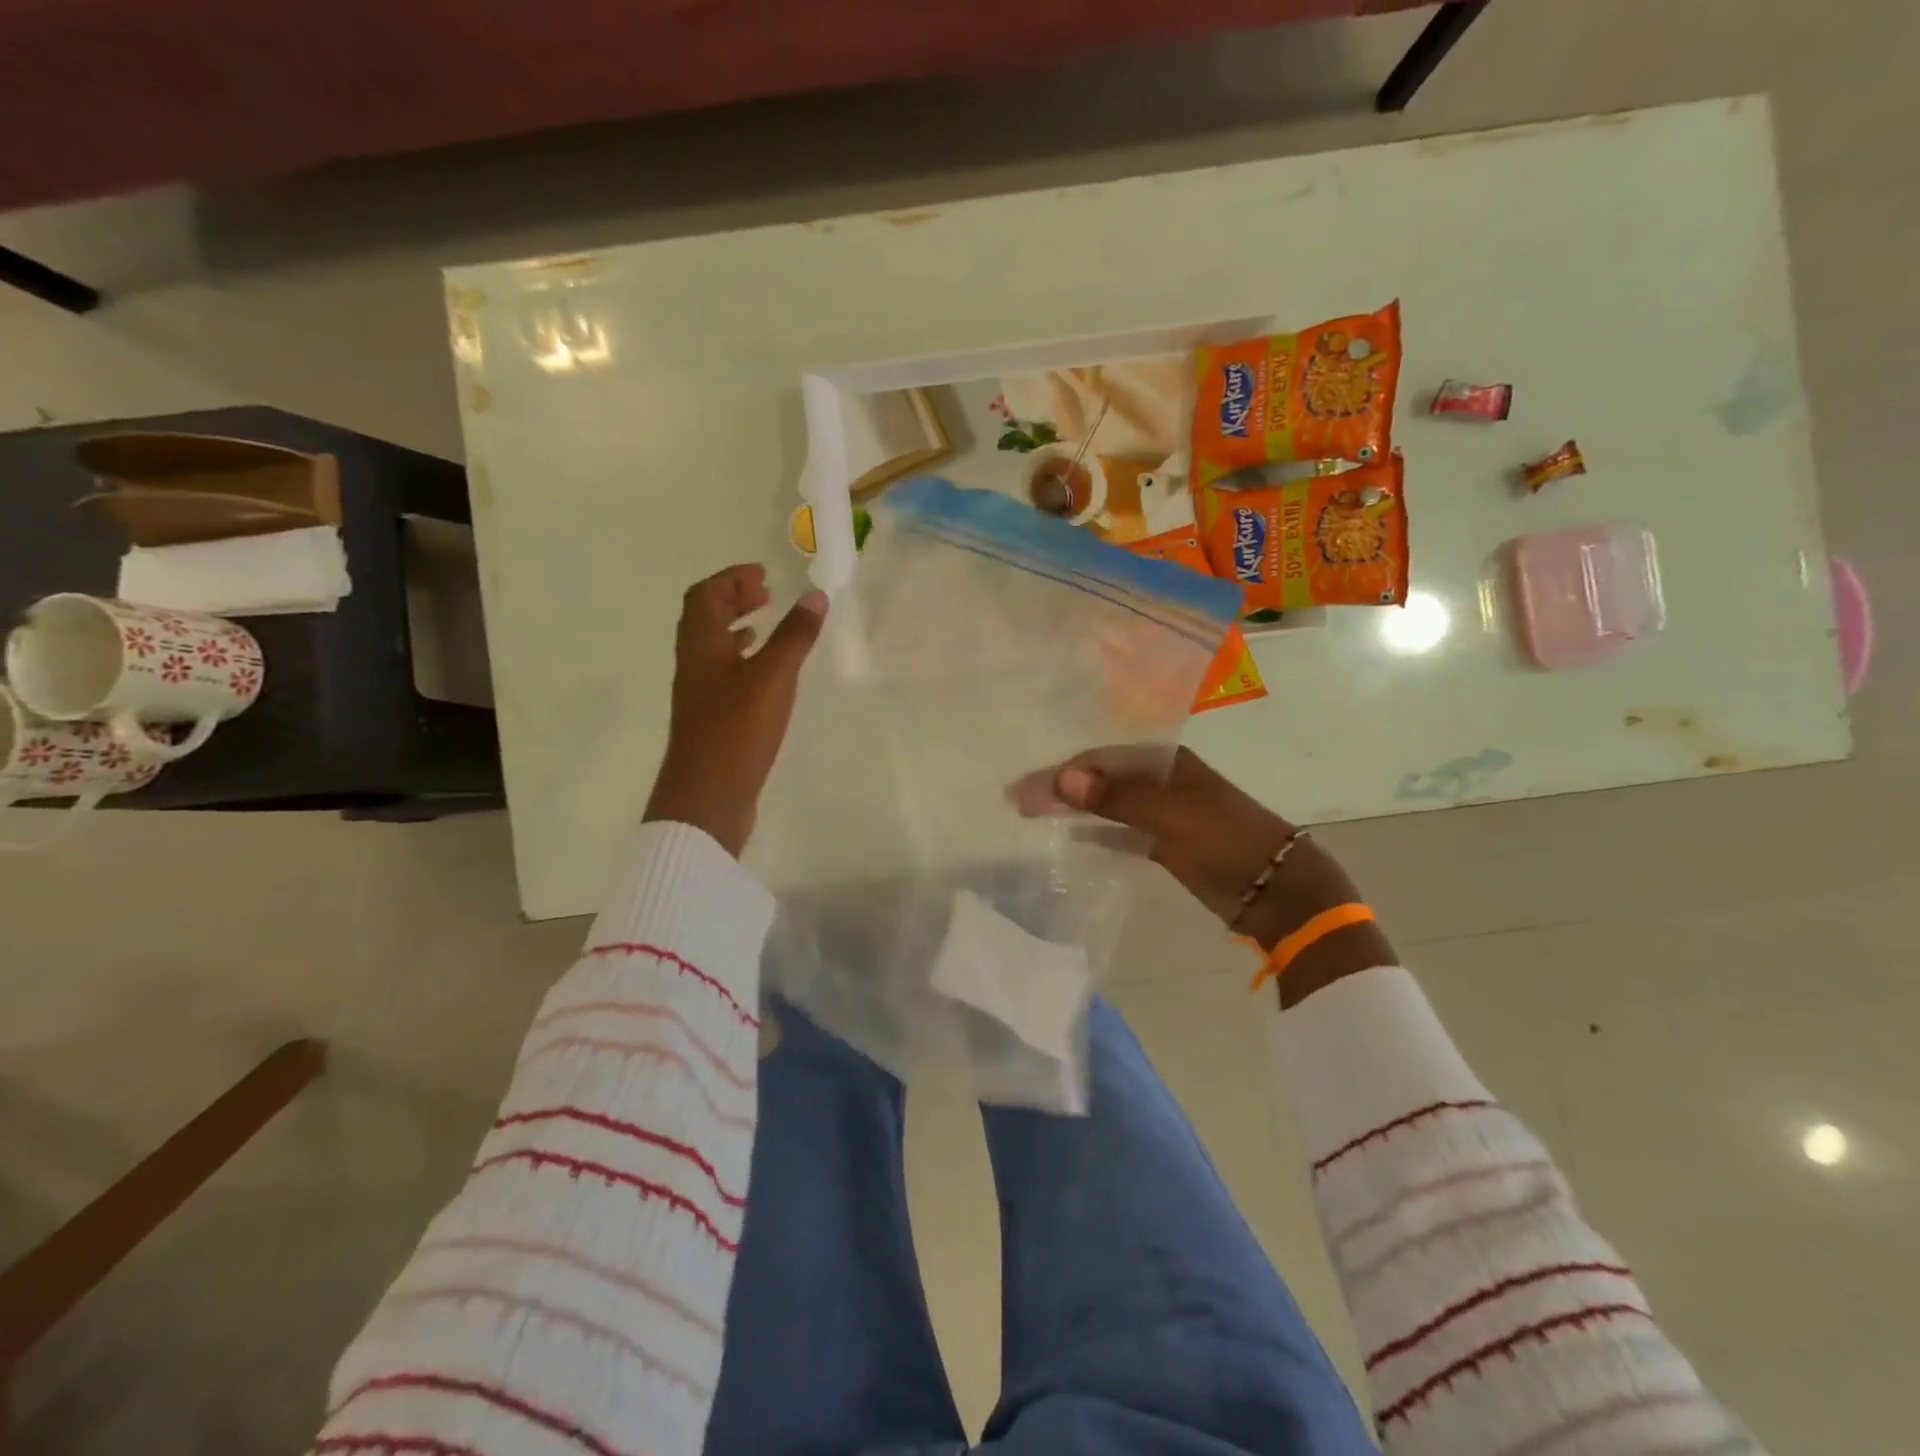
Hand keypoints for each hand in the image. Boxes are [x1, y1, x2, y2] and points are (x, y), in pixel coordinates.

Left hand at [643, 565, 826, 857]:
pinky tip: (764, 673)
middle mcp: (694, 662)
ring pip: (713, 646)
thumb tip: (816, 595)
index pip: (706, 595)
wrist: (708, 794)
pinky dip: (741, 659)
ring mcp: (700, 692)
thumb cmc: (737, 728)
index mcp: (700, 644)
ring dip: (735, 627)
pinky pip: (722, 672)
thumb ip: (795, 635)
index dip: (731, 578)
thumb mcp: (773, 676)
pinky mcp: (711, 717)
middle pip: (704, 617)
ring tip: (765, 623)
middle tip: (765, 592)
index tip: (763, 574)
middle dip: (733, 598)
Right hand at [1013, 746, 1396, 1004]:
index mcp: (1165, 763)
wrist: (1279, 890)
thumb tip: (1062, 777)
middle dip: (1060, 787)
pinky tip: (1076, 835)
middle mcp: (1162, 781)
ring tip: (1034, 814)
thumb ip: (1117, 798)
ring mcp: (1165, 812)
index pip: (1099, 760)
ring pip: (1109, 803)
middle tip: (1016, 800)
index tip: (1023, 791)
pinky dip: (1099, 831)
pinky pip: (1123, 830)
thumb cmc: (1227, 842)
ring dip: (1074, 807)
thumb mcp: (1171, 816)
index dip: (1060, 773)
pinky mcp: (1168, 842)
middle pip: (1100, 778)